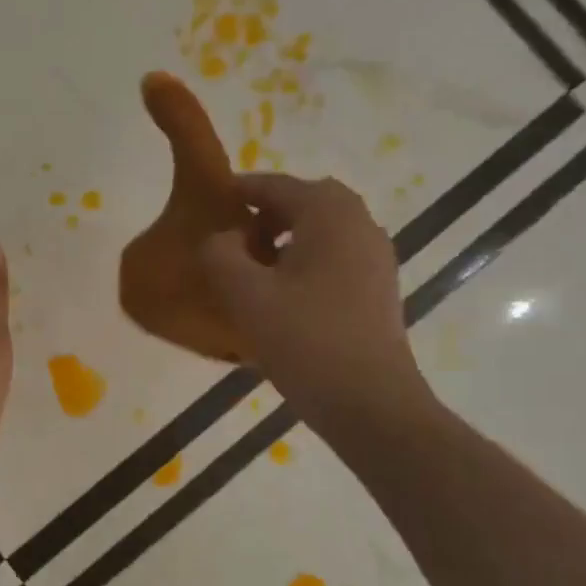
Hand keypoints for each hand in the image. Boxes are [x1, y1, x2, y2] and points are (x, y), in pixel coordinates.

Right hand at [200, 175, 431, 442]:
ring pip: (322, 231)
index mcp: (328, 214)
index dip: (238, 190)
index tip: (207, 203)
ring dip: (286, 238)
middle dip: (266, 213)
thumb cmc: (304, 340)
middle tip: (232, 239)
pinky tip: (281, 297)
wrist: (369, 401)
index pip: (275, 185)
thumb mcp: (245, 295)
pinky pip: (334, 257)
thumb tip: (222, 238)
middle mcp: (359, 224)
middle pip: (305, 202)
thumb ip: (220, 255)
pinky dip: (305, 262)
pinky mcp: (378, 289)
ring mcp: (375, 257)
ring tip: (252, 270)